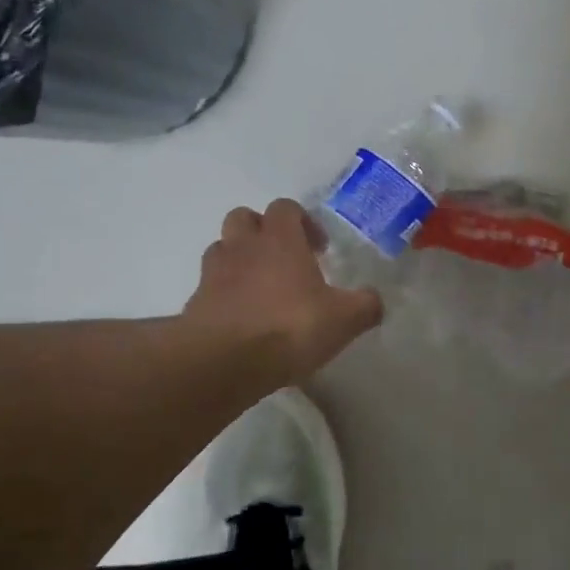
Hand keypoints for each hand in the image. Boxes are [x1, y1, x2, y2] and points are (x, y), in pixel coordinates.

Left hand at [183, 199, 383, 383]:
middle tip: (285, 260)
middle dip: (264, 232)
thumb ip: (365, 305)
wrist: (224, 361)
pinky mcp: (195, 303)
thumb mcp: (344, 319)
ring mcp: (214, 273)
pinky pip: (210, 287)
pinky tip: (243, 320)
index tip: (319, 250)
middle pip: (244, 218)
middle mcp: (243, 246)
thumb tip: (374, 300)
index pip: (286, 208)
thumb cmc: (289, 328)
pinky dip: (225, 295)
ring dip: (240, 260)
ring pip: (223, 249)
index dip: (303, 222)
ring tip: (260, 288)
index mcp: (280, 240)